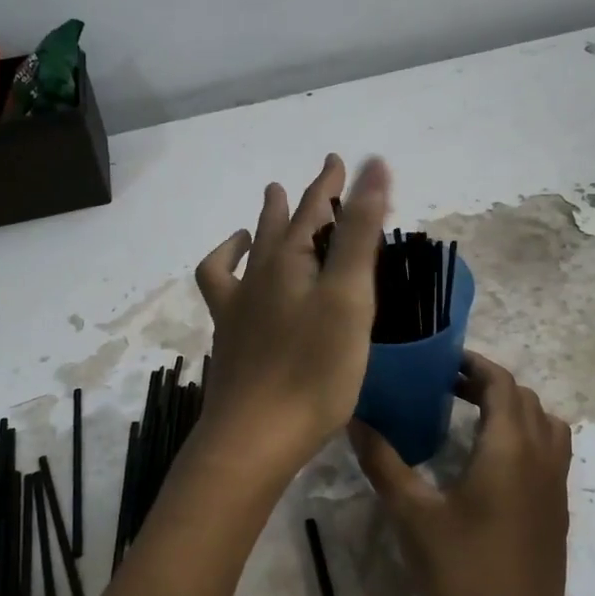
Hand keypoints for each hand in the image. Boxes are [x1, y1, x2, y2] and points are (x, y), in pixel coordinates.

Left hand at [193, 154, 389, 478]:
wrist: (256, 436)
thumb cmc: (314, 369)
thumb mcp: (349, 297)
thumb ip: (360, 232)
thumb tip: (373, 165)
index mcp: (293, 262)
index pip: (315, 209)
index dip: (332, 184)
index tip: (343, 160)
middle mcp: (261, 275)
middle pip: (282, 224)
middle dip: (304, 199)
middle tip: (320, 179)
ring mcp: (240, 306)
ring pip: (251, 250)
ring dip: (263, 222)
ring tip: (271, 203)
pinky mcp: (230, 336)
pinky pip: (221, 285)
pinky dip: (227, 263)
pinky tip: (236, 266)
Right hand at [350, 353, 574, 595]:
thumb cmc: (462, 572)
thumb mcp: (413, 515)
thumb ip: (383, 462)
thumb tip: (354, 420)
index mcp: (510, 447)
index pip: (502, 383)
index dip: (474, 365)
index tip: (440, 362)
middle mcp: (541, 456)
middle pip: (524, 399)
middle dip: (488, 384)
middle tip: (445, 387)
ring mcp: (556, 484)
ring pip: (544, 423)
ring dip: (512, 409)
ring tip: (471, 417)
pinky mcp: (557, 509)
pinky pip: (549, 451)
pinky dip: (525, 436)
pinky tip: (489, 462)